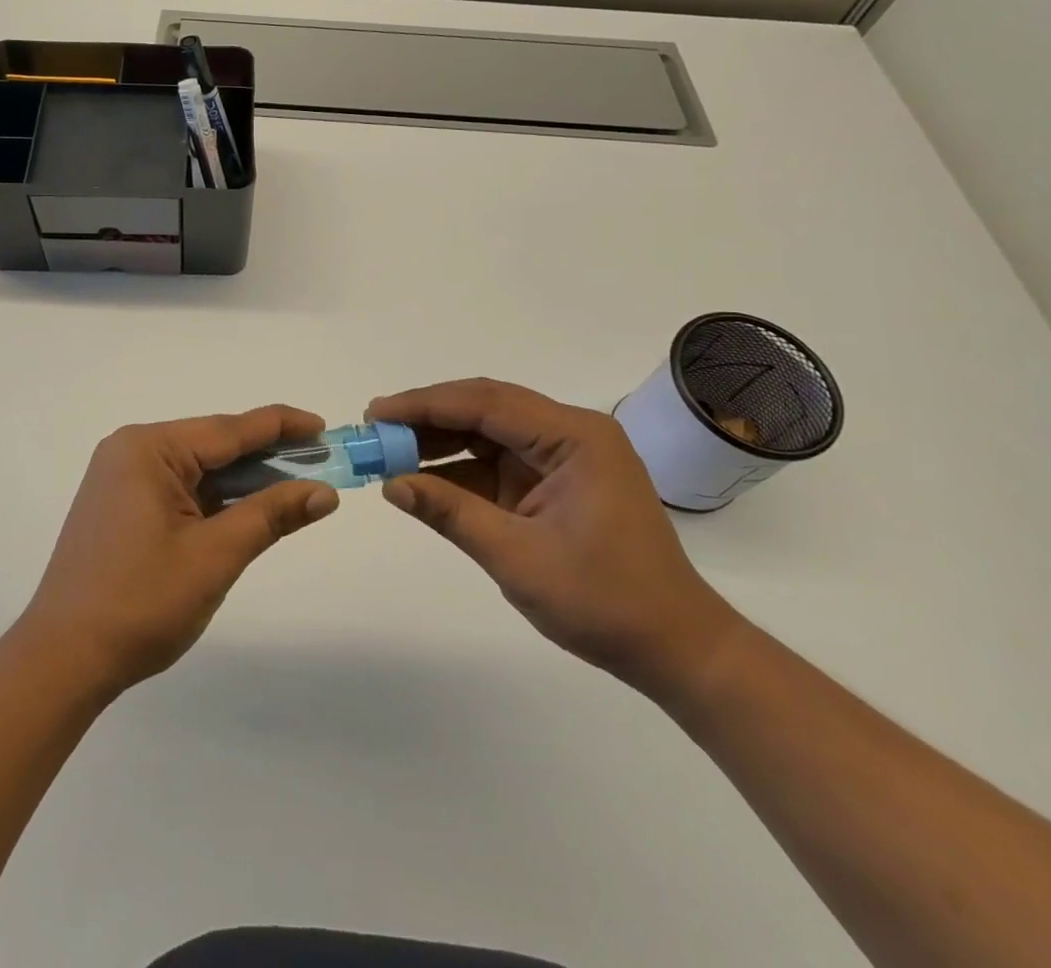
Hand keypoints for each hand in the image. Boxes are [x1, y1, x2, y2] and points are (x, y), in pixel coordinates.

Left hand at [20, 406, 339, 696]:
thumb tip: (324, 492)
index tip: (324, 428)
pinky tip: (246, 510)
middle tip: (319, 466)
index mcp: (148, 448)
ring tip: (292, 489)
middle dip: (266, 458)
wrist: (62, 660)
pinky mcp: (119, 506)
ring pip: (198, 469)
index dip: (281, 426)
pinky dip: (215, 499)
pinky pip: (179, 489)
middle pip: (214, 445)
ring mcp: (121, 479)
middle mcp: (131, 451)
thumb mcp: (215, 555)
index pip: (229, 429)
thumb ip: (270, 515)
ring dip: (242, 482)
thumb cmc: (140, 603)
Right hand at [368, 379, 736, 693]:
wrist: (675, 648)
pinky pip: (497, 462)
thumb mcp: (518, 558)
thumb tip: (390, 485)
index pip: (486, 404)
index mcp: (574, 437)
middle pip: (485, 408)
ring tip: (388, 451)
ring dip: (440, 441)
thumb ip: (450, 513)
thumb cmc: (605, 601)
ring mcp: (563, 456)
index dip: (425, 405)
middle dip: (428, 417)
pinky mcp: (555, 480)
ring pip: (487, 432)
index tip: (377, 412)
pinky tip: (423, 477)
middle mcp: (570, 433)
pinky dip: (459, 469)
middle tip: (375, 427)